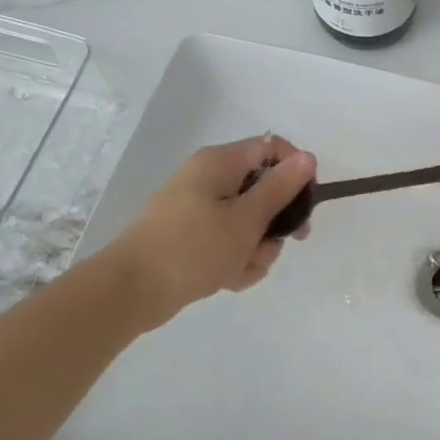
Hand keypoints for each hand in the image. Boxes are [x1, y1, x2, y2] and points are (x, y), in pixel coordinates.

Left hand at [103, 135, 315, 326]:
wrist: (131, 290)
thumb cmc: (193, 247)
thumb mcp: (247, 219)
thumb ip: (280, 188)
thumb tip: (308, 157)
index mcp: (220, 163)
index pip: (272, 148)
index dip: (295, 171)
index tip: (306, 203)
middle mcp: (209, 179)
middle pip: (263, 190)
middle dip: (276, 222)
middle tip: (286, 243)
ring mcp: (198, 209)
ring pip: (249, 222)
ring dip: (257, 248)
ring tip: (242, 269)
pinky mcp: (191, 236)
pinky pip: (228, 242)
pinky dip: (235, 260)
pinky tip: (228, 280)